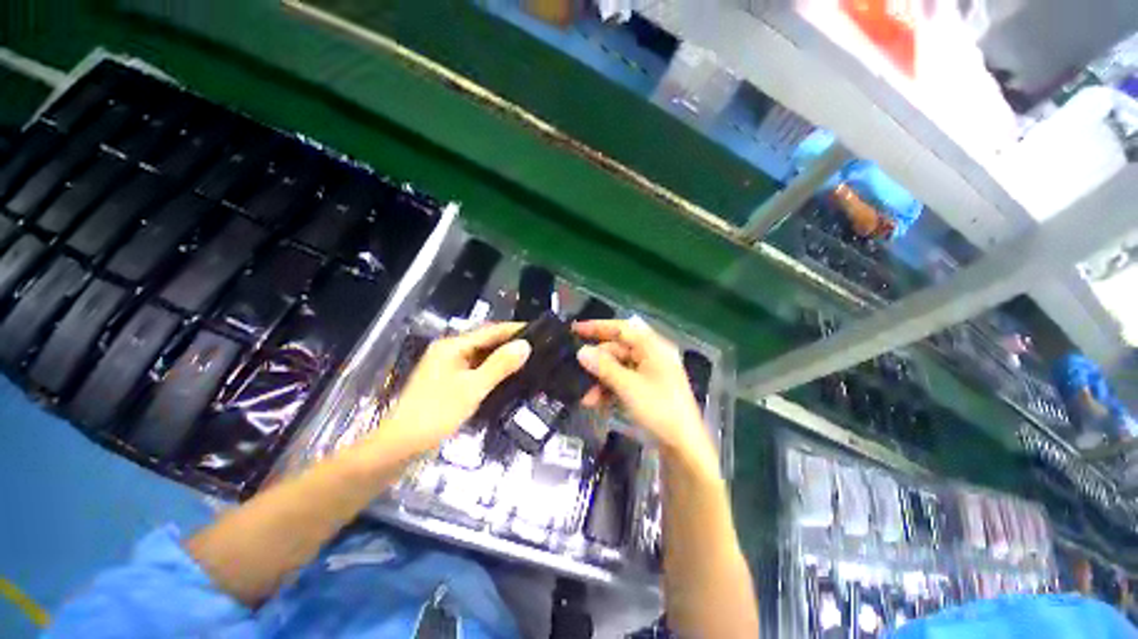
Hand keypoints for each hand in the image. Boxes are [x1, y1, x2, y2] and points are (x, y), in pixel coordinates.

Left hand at [378, 323, 529, 455]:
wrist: (400, 445)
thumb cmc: (436, 414)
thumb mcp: (473, 388)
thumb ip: (499, 365)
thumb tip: (525, 345)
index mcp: (452, 346)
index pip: (490, 331)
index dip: (514, 330)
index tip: (539, 331)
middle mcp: (449, 350)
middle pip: (485, 341)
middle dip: (510, 343)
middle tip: (537, 347)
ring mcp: (447, 366)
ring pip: (481, 355)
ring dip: (502, 357)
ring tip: (528, 359)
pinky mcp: (448, 380)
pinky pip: (475, 368)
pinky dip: (491, 370)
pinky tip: (507, 376)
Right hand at [574, 319, 717, 475]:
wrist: (684, 446)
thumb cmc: (659, 410)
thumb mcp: (628, 386)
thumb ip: (604, 367)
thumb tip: (582, 351)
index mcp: (653, 347)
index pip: (622, 328)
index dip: (598, 327)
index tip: (575, 329)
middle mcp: (652, 355)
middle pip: (618, 350)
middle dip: (597, 364)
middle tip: (577, 373)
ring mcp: (650, 373)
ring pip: (618, 368)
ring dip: (601, 381)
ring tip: (587, 399)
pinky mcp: (647, 388)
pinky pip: (624, 381)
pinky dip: (610, 390)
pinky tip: (597, 403)